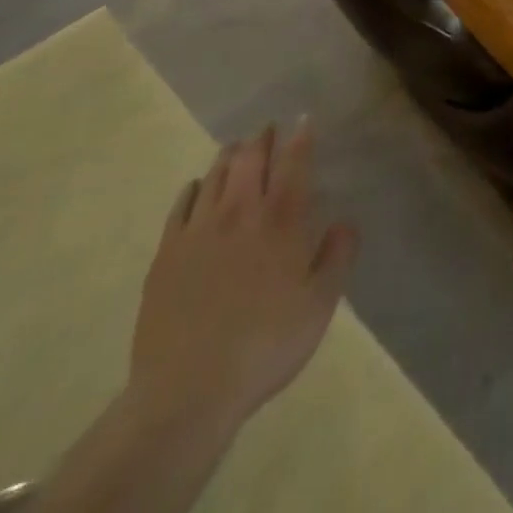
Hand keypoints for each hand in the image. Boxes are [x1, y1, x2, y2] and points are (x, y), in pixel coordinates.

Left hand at [128, 121, 357, 437]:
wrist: (187, 393)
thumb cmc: (265, 346)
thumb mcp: (320, 306)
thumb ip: (338, 257)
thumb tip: (345, 222)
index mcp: (281, 219)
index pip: (294, 162)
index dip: (301, 137)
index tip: (304, 119)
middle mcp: (240, 211)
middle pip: (251, 158)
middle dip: (262, 138)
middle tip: (269, 128)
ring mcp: (199, 230)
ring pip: (216, 174)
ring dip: (230, 155)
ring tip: (237, 148)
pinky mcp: (167, 253)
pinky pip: (181, 205)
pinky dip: (193, 188)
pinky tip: (196, 188)